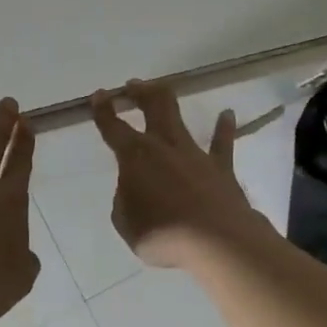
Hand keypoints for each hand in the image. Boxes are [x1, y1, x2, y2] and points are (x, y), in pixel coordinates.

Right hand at [91, 80, 272, 269]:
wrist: (216, 241)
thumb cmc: (163, 234)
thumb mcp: (126, 222)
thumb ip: (126, 200)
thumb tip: (134, 190)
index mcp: (135, 157)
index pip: (113, 128)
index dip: (103, 110)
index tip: (98, 95)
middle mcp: (164, 146)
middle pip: (152, 107)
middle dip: (139, 92)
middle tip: (131, 86)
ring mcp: (194, 153)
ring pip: (179, 117)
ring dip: (168, 102)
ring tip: (163, 89)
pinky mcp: (221, 167)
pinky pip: (222, 143)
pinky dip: (224, 128)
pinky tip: (228, 114)